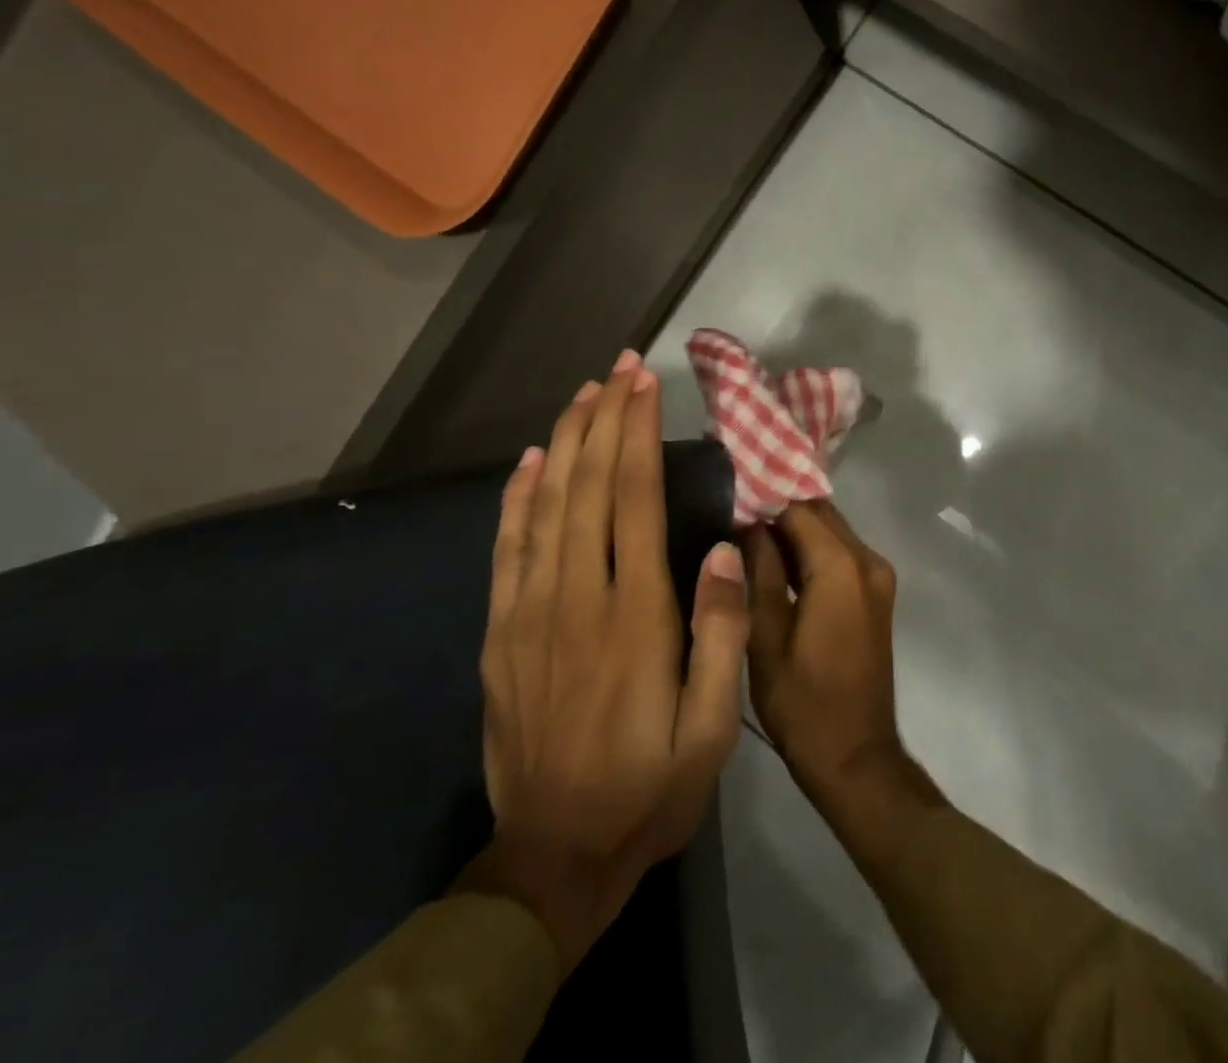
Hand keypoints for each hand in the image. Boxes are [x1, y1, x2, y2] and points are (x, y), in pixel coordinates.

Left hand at [458, 351, 750, 974]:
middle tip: (618, 367)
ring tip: (581, 395)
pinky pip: (506, 550)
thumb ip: (721, 634)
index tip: (644, 385)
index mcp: (634, 616)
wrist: (552, 859)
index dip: (638, 434)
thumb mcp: (711, 730)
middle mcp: (577, 598)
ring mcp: (530, 614)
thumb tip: (726, 549)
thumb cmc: (647, 790)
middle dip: (604, 419)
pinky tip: (527, 462)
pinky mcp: (501, 634)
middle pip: (589, 486)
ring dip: (563, 443)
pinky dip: (515, 499)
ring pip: (544, 506)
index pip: (634, 500)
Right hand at [743, 502, 933, 821]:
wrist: (856, 757)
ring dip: (795, 532)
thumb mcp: (766, 637)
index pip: (798, 509)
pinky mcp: (877, 594)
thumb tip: (747, 526)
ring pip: (832, 532)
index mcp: (841, 567)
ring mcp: (877, 576)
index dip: (762, 503)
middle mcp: (868, 560)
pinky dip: (813, 552)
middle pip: (819, 515)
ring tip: (746, 538)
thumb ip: (759, 573)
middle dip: (779, 513)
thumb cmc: (803, 703)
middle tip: (732, 519)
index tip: (726, 503)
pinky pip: (842, 554)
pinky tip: (778, 564)